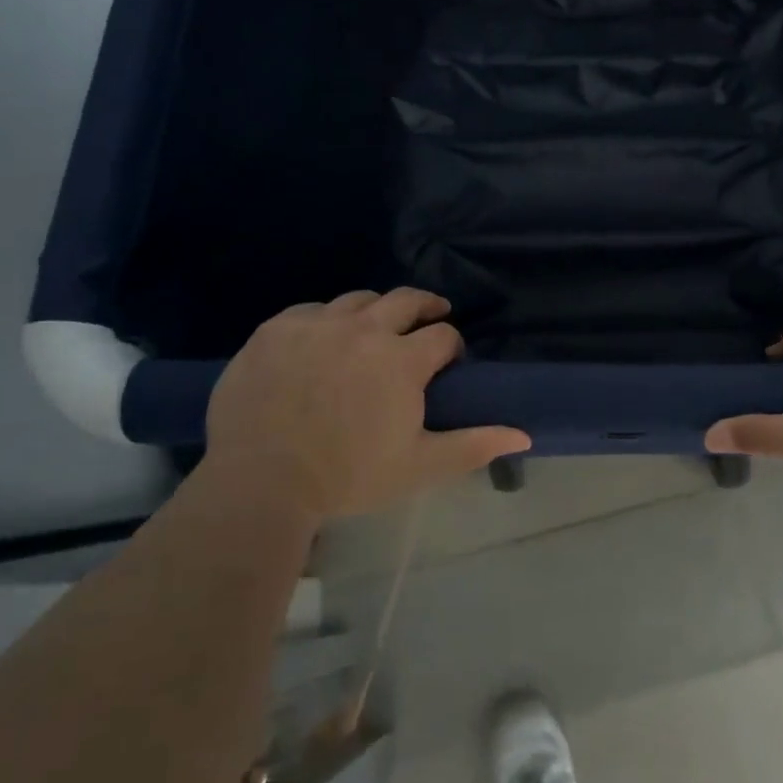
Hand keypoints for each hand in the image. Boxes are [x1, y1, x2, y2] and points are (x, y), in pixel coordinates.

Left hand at [204, 289, 529, 520]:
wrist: (259, 483)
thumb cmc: (348, 477)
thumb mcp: (420, 466)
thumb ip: (474, 445)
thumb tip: (524, 435)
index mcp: (402, 360)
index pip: (443, 335)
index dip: (452, 346)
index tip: (449, 361)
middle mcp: (364, 330)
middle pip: (406, 300)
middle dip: (425, 306)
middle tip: (431, 316)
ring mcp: (316, 325)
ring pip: (358, 299)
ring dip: (376, 311)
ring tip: (375, 328)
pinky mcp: (276, 329)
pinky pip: (311, 310)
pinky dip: (326, 320)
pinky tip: (323, 341)